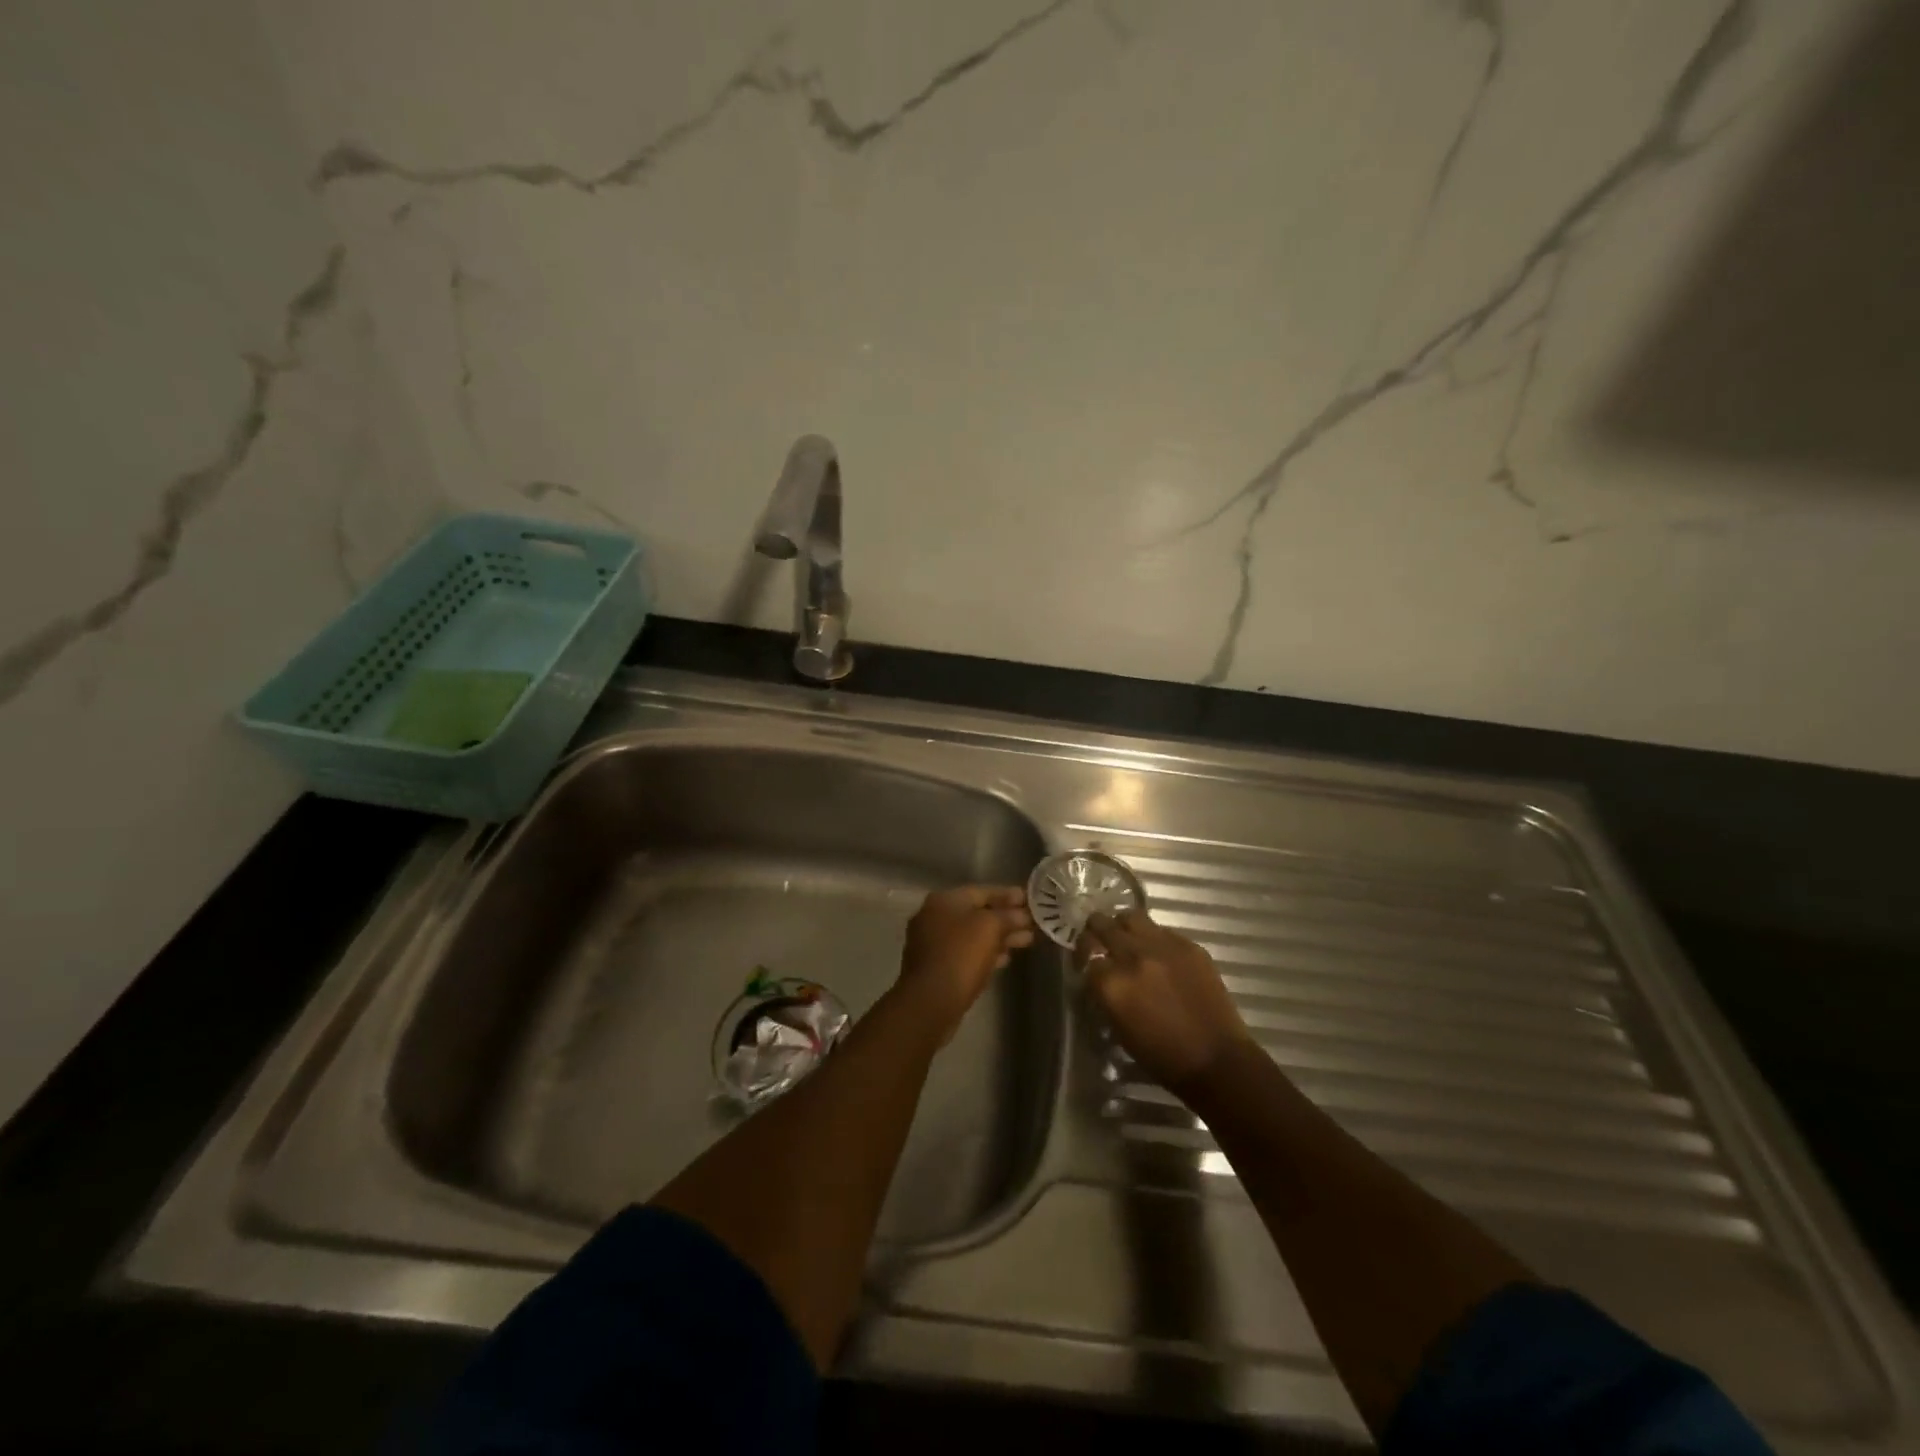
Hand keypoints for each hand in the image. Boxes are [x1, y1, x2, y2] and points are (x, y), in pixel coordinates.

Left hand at [896, 886, 1034, 1044]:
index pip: (982, 891)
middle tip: (1032, 923)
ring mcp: (933, 943)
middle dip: (1006, 918)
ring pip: (973, 935)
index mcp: (944, 900)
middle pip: (977, 913)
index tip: (1030, 900)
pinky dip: (986, 953)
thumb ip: (1008, 916)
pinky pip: (967, 953)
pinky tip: (1005, 959)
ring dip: (999, 937)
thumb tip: (1022, 915)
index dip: (1008, 895)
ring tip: (1027, 941)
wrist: (931, 1001)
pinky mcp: (937, 967)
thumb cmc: (961, 955)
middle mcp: (934, 917)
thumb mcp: (990, 927)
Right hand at [1079, 909, 1254, 1089]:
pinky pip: (1161, 930)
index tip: (1086, 959)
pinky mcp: (1189, 945)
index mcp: (1112, 983)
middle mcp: (1133, 956)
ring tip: (1127, 938)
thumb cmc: (1161, 1056)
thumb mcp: (1117, 1027)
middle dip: (1097, 931)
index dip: (1083, 954)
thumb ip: (1103, 992)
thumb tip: (1098, 972)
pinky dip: (1153, 937)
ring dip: (1123, 926)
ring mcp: (1163, 947)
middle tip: (1100, 940)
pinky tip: (1158, 953)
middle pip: (1102, 924)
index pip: (1085, 951)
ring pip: (1131, 917)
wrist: (1216, 1060)